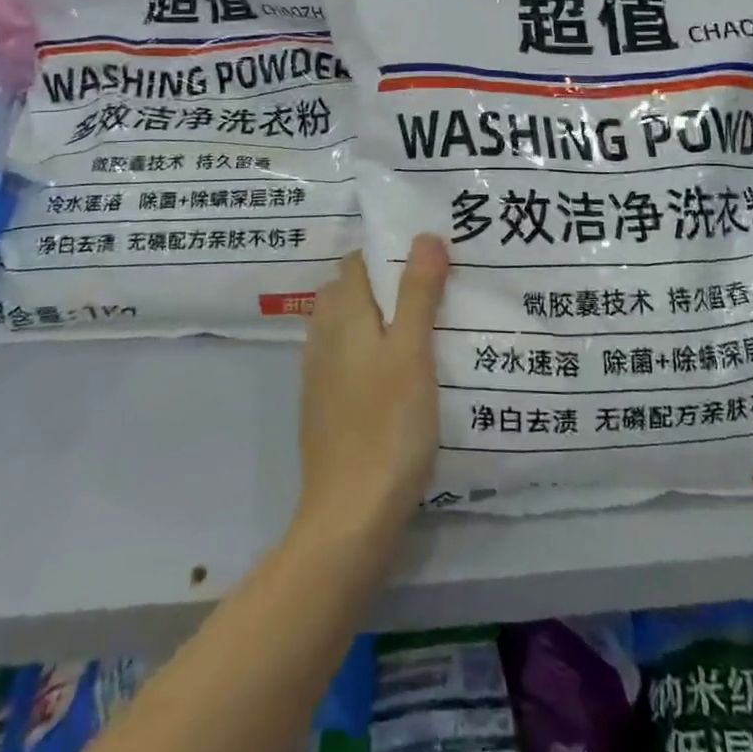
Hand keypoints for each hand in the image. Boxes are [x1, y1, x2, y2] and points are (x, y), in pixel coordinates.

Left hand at [295, 236, 449, 544]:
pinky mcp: (324, 409)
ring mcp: (319, 376)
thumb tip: (425, 236)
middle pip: (349, 292)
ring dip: (379, 319)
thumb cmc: (388, 425)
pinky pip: (347, 361)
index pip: (357, 262)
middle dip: (386, 283)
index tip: (427, 254)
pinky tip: (400, 375)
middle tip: (433, 288)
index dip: (389, 252)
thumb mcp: (413, 352)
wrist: (350, 515)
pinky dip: (371, 353)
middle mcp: (323, 338)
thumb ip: (418, 293)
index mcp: (342, 316)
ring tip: (424, 327)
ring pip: (347, 328)